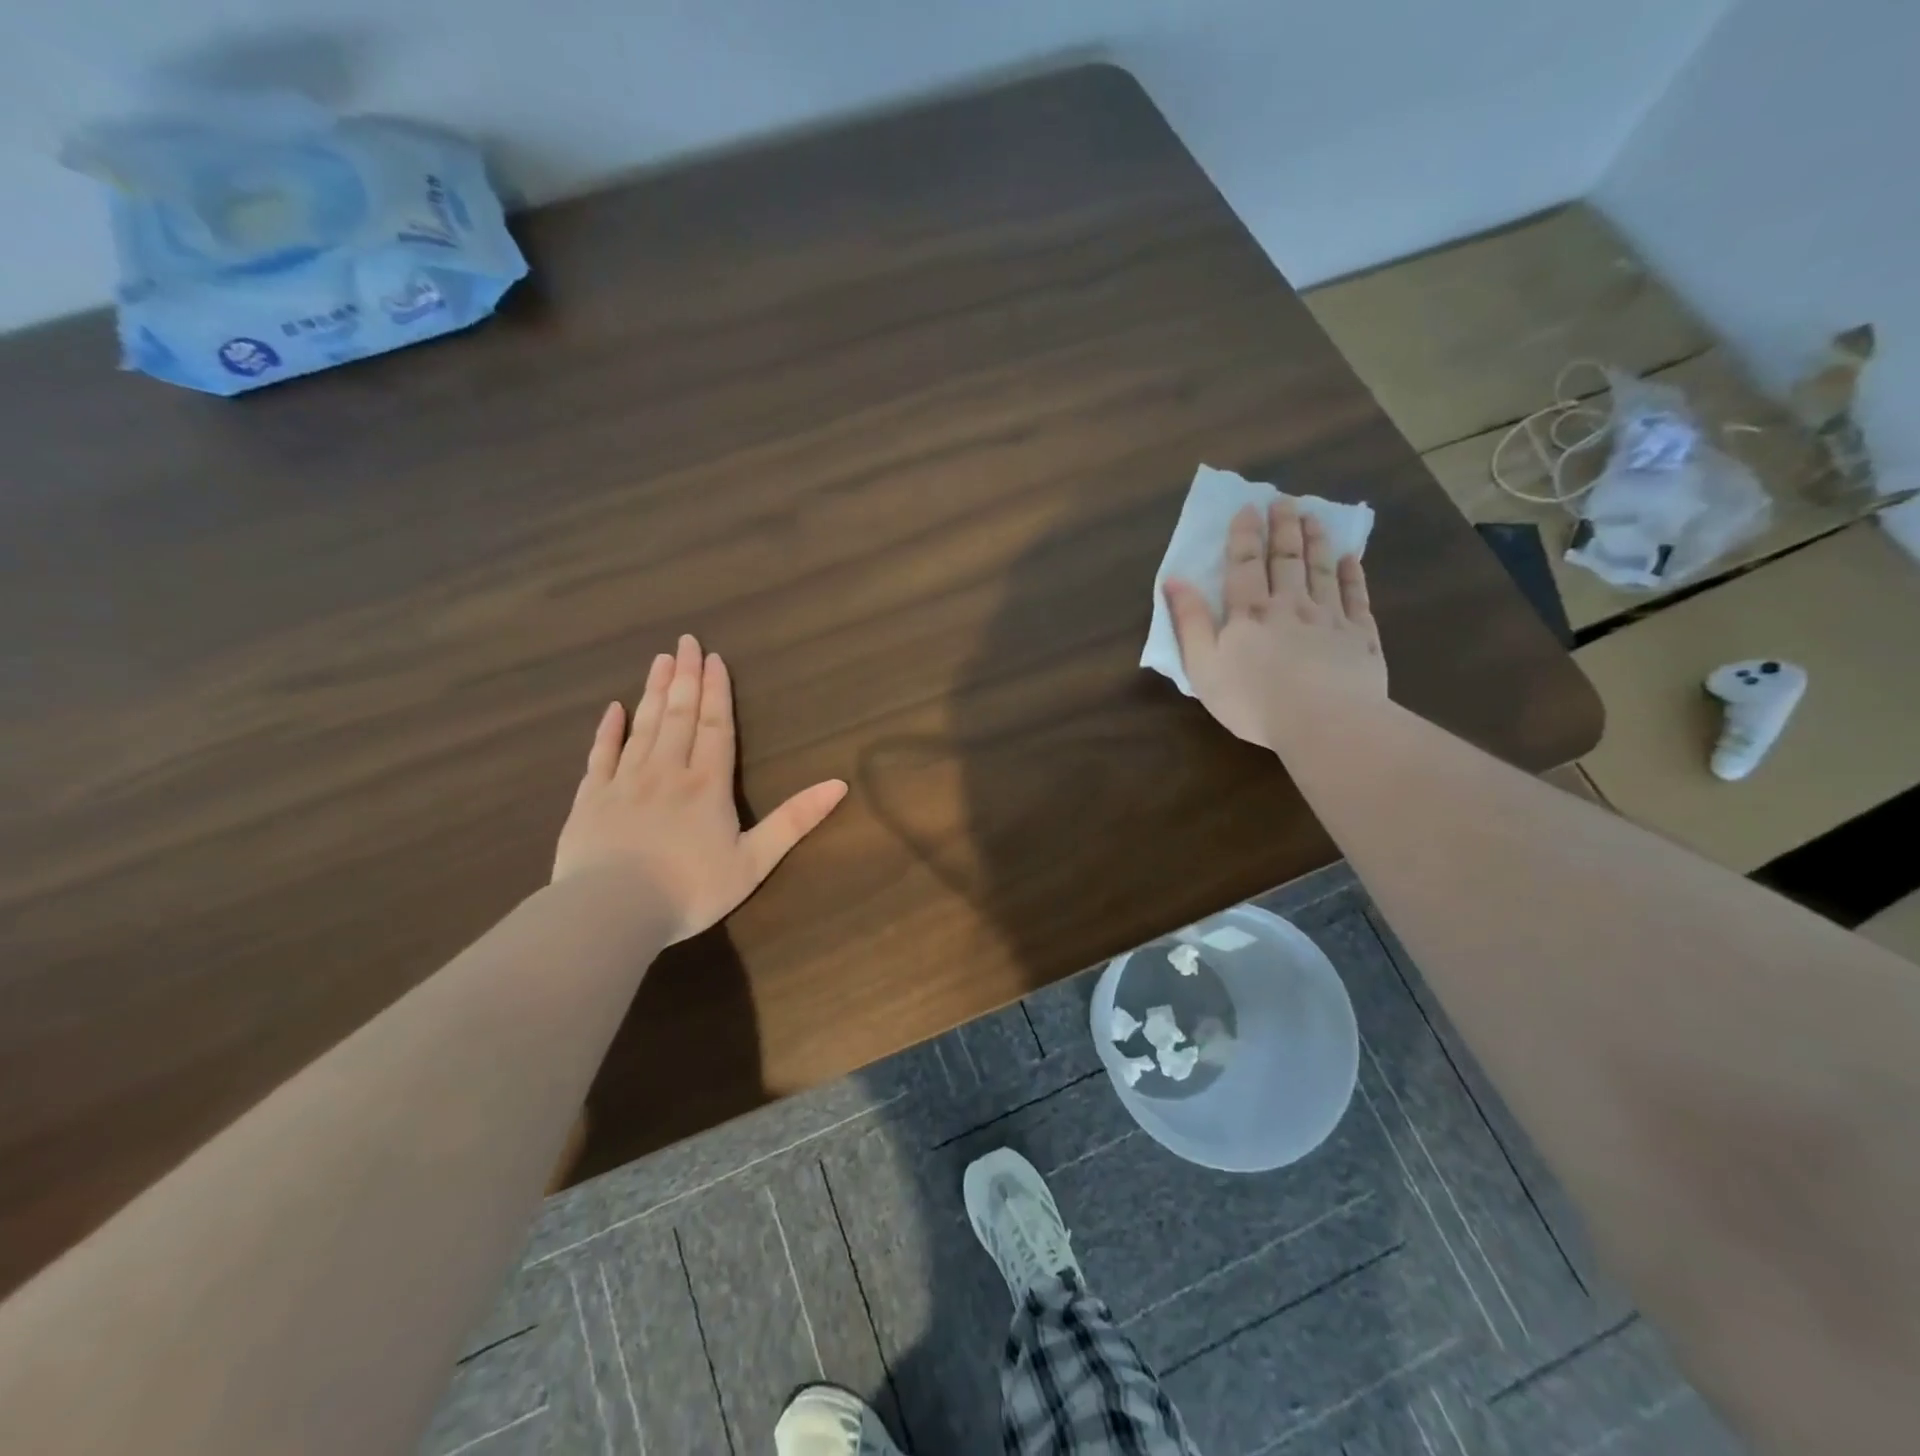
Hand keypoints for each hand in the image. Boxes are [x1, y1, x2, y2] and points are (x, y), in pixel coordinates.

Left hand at [552, 634, 847, 942]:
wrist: (612, 911)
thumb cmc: (691, 889)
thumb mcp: (754, 861)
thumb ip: (794, 820)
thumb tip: (839, 784)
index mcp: (707, 785)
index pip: (715, 726)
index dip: (716, 692)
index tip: (713, 658)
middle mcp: (666, 771)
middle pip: (678, 715)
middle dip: (684, 677)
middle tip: (685, 642)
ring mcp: (624, 782)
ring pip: (643, 726)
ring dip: (653, 692)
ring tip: (660, 660)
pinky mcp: (589, 799)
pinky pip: (600, 755)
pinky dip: (608, 730)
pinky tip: (614, 709)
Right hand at [1164, 499, 1386, 751]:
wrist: (1324, 722)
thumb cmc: (1253, 700)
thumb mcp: (1203, 666)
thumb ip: (1189, 622)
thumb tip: (1174, 579)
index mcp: (1249, 613)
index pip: (1245, 565)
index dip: (1245, 535)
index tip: (1248, 507)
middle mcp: (1290, 605)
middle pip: (1286, 559)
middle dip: (1283, 527)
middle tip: (1284, 500)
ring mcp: (1329, 618)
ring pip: (1321, 570)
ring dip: (1315, 541)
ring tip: (1313, 516)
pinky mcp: (1360, 636)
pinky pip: (1356, 596)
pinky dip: (1352, 575)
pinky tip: (1350, 559)